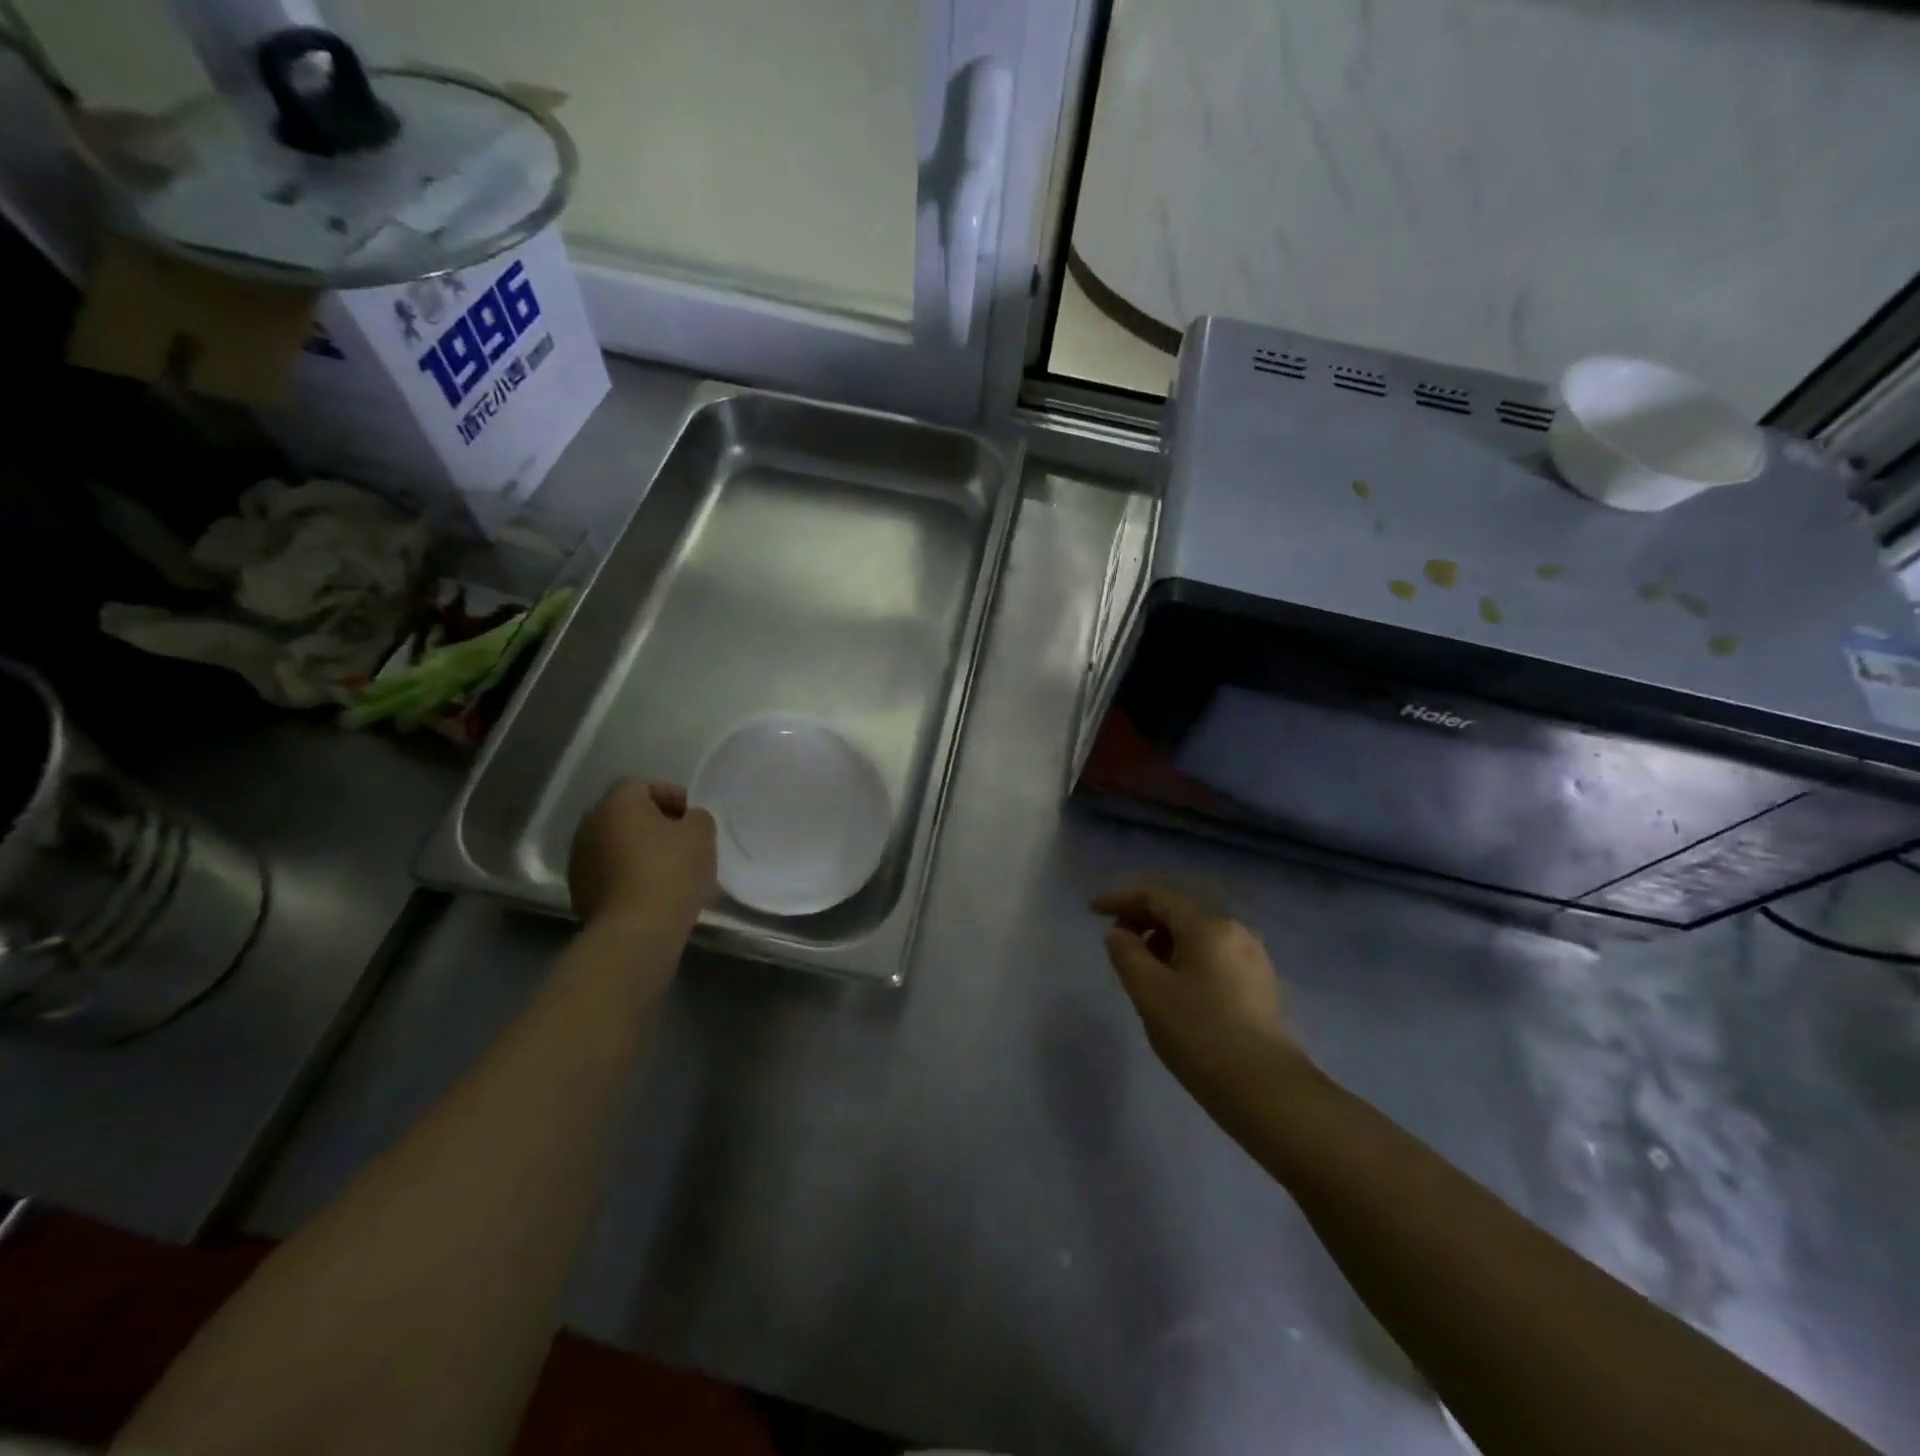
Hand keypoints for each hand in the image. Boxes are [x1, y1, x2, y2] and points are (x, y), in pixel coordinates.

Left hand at [569, 779, 716, 933]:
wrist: (635, 931)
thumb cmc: (671, 872)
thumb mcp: (701, 834)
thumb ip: (697, 817)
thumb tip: (686, 821)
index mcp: (617, 803)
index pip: (643, 785)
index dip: (671, 795)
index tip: (691, 816)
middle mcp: (590, 824)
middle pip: (625, 813)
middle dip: (653, 822)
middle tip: (681, 840)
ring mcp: (579, 859)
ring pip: (615, 843)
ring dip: (638, 849)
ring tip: (667, 868)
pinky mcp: (579, 891)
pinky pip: (608, 870)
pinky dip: (627, 872)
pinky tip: (650, 890)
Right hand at [1092, 883, 1306, 1102]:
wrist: (1265, 1089)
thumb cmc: (1199, 1033)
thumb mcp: (1149, 991)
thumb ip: (1126, 953)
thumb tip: (1119, 933)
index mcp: (1208, 925)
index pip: (1157, 896)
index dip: (1121, 898)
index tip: (1092, 910)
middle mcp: (1235, 930)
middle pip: (1180, 910)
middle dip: (1143, 917)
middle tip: (1115, 937)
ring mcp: (1252, 957)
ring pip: (1198, 933)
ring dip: (1164, 938)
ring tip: (1141, 963)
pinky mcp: (1259, 984)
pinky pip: (1213, 954)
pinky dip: (1185, 956)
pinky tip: (1173, 983)